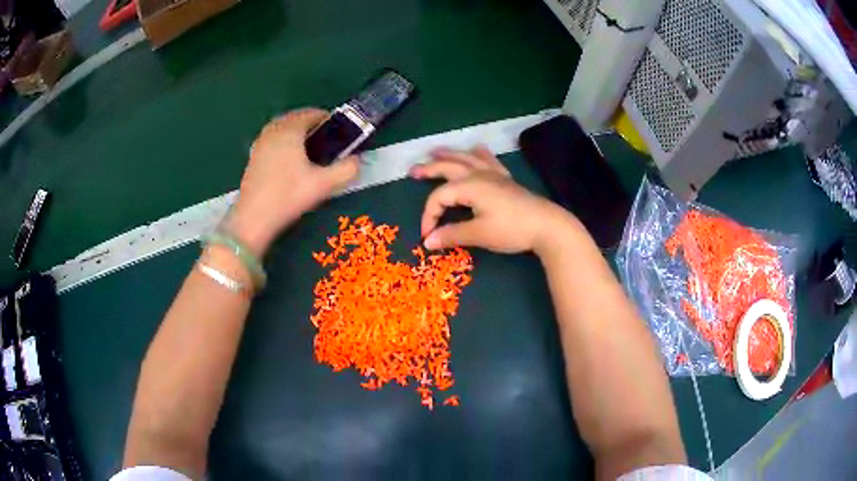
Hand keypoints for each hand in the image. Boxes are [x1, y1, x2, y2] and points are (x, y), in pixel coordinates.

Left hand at [227, 108, 359, 255]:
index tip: (338, 131)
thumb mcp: (323, 185)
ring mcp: (259, 143)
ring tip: (308, 149)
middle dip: (311, 124)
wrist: (253, 219)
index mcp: (290, 130)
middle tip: (325, 140)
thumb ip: (346, 170)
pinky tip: (289, 161)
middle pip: (294, 118)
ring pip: (281, 128)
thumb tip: (357, 161)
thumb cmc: (288, 196)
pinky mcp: (253, 157)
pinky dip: (283, 142)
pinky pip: (272, 140)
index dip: (326, 119)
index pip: (310, 113)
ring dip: (296, 133)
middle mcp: (272, 131)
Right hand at [410, 145, 572, 254]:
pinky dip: (479, 154)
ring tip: (435, 151)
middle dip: (429, 169)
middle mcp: (478, 175)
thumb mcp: (479, 234)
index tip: (427, 236)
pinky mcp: (505, 179)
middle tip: (413, 171)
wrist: (547, 225)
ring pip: (466, 159)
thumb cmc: (511, 229)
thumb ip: (452, 235)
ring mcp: (493, 175)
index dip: (428, 216)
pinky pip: (488, 161)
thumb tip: (427, 241)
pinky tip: (477, 149)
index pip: (438, 197)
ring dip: (449, 155)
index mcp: (468, 186)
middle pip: (448, 168)